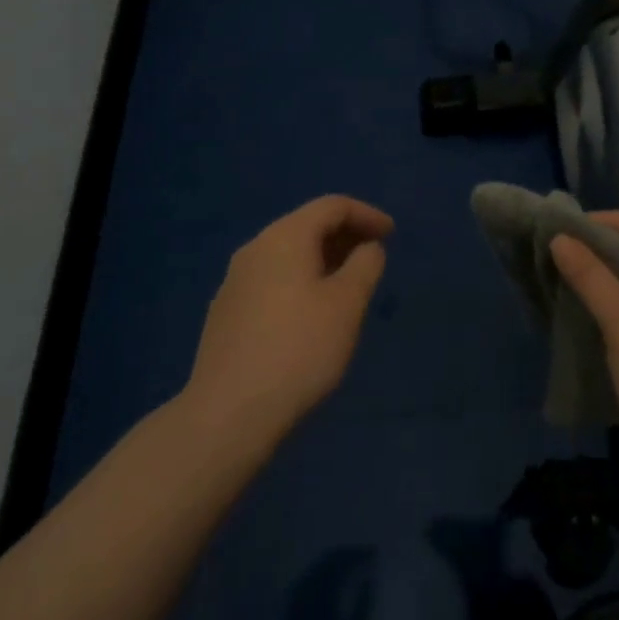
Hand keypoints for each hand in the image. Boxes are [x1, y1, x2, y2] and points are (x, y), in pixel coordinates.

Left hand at [183, 195, 393, 445]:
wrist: (228, 413)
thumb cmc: (299, 350)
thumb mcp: (347, 304)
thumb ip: (365, 265)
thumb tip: (367, 247)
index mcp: (284, 237)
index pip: (332, 206)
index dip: (367, 214)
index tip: (392, 234)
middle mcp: (255, 248)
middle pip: (306, 225)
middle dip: (344, 235)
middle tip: (374, 256)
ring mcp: (235, 280)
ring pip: (288, 254)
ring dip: (323, 259)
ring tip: (348, 285)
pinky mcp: (226, 311)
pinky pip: (272, 279)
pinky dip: (300, 280)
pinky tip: (311, 313)